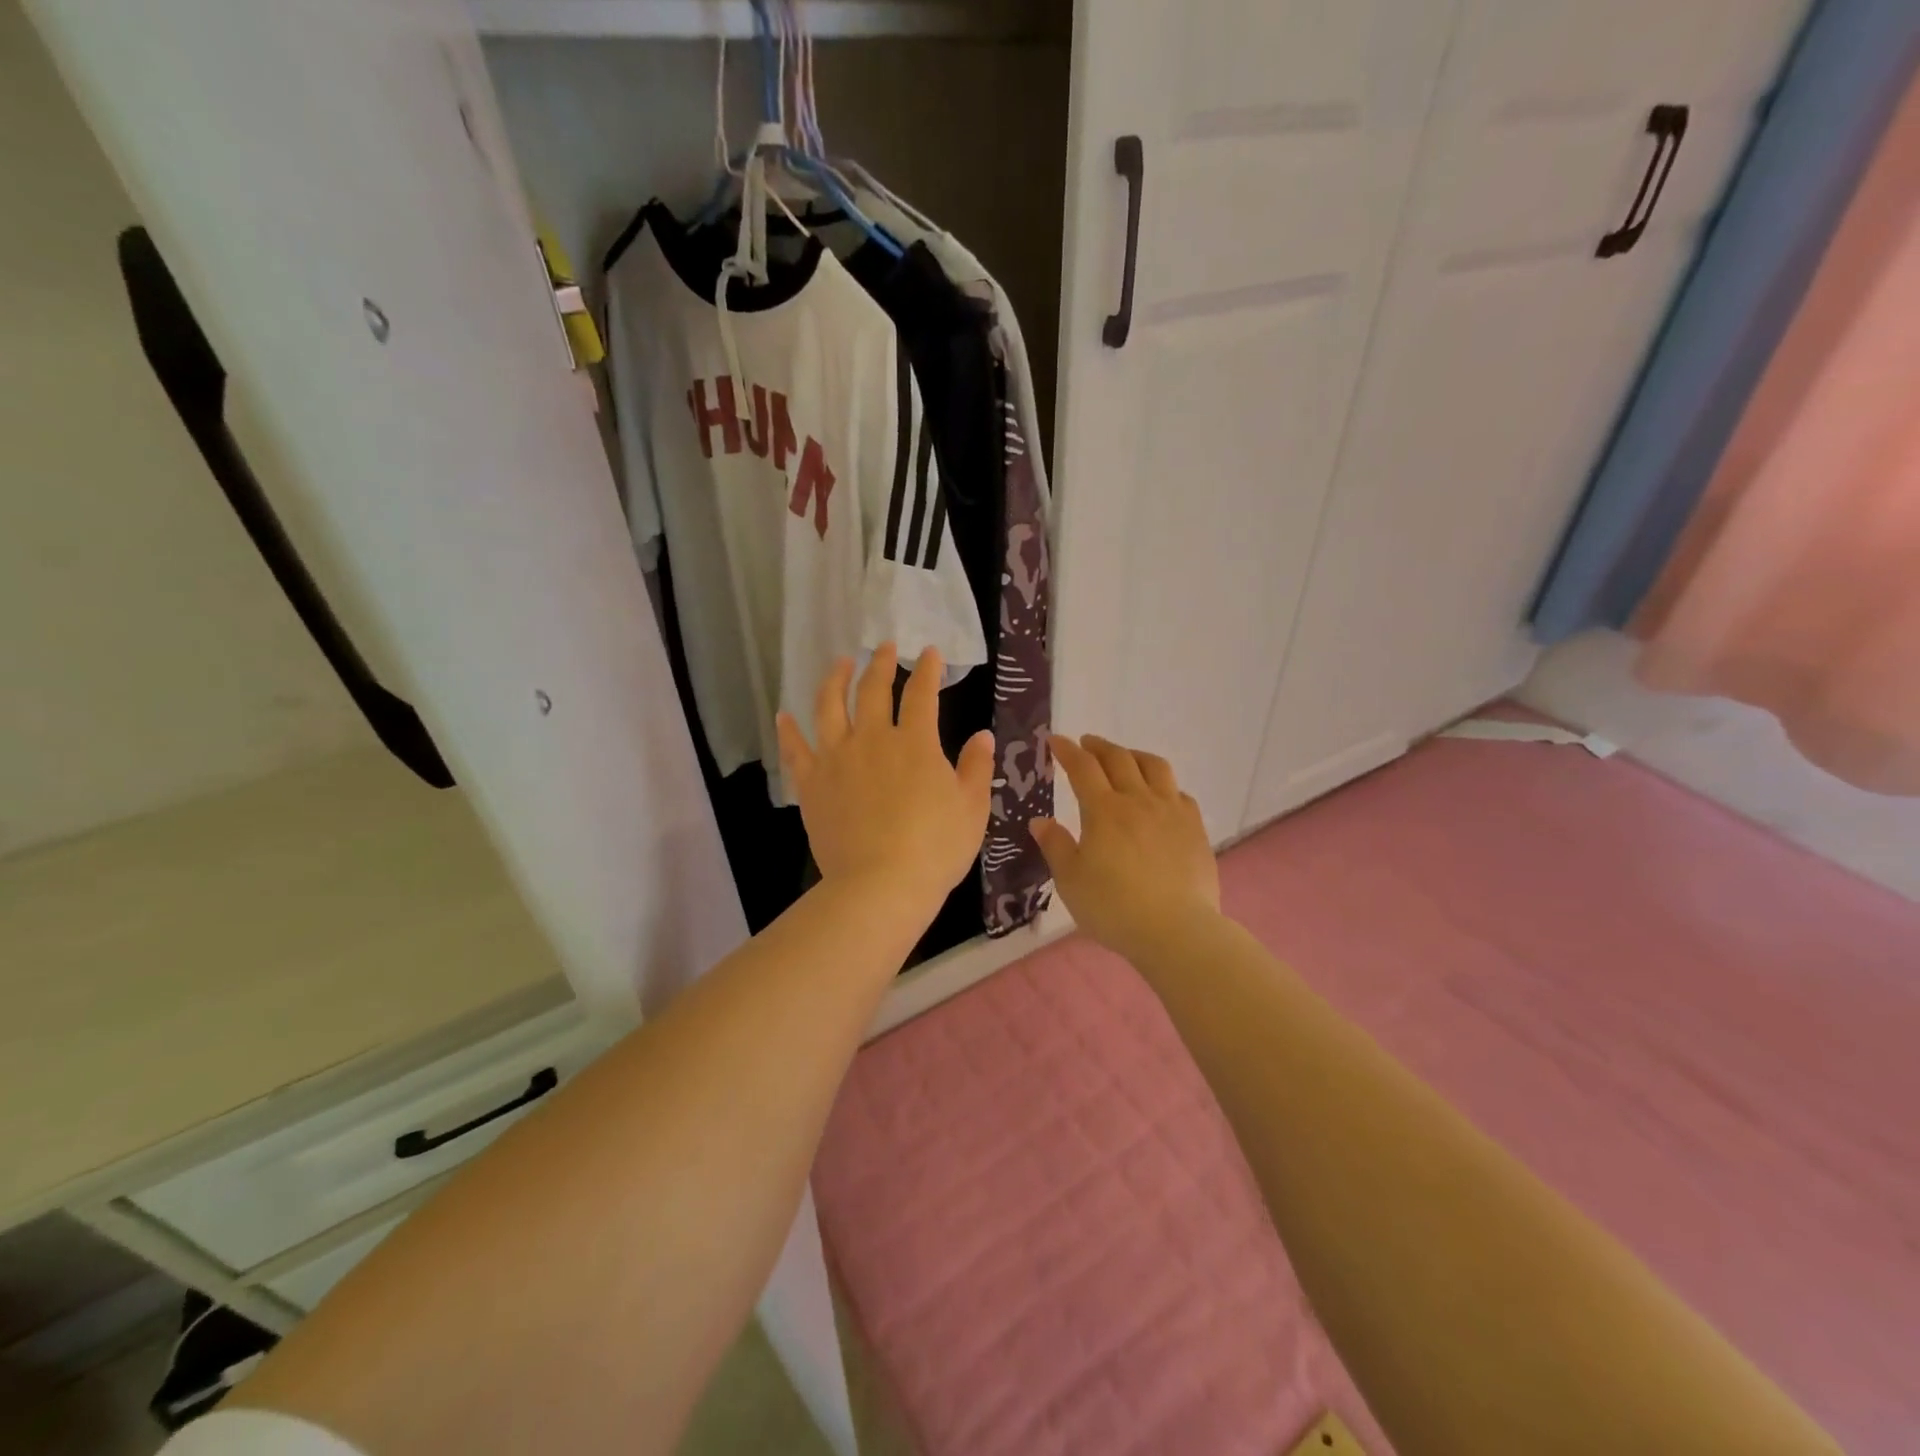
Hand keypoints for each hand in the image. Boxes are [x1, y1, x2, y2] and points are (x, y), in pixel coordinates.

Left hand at [777, 644, 993, 916]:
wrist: (880, 885)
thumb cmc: (935, 848)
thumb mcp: (971, 808)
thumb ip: (975, 767)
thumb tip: (982, 735)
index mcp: (915, 743)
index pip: (922, 693)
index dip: (927, 670)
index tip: (930, 653)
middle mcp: (872, 740)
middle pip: (873, 690)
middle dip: (881, 663)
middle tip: (885, 647)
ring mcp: (837, 759)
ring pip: (830, 707)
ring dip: (835, 680)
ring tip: (839, 664)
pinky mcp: (811, 784)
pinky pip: (795, 750)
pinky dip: (788, 730)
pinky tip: (783, 716)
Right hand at [1031, 735, 1220, 960]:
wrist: (1176, 930)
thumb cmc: (1114, 908)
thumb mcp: (1071, 881)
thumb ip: (1055, 846)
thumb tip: (1040, 821)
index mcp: (1104, 810)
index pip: (1082, 768)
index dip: (1067, 750)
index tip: (1055, 740)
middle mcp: (1138, 800)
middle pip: (1119, 759)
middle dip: (1099, 746)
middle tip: (1087, 743)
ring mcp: (1171, 811)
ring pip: (1154, 767)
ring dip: (1134, 755)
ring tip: (1125, 758)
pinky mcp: (1195, 828)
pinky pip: (1179, 793)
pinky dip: (1163, 785)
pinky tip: (1160, 795)